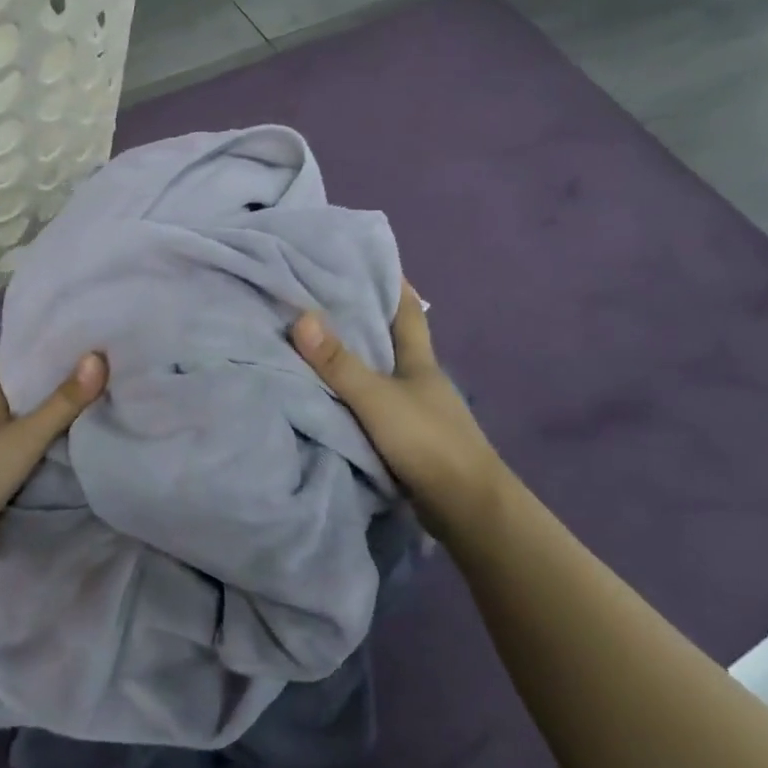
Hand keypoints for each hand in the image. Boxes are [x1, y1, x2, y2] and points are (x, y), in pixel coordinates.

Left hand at [0, 352, 107, 587]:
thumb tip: (99, 356)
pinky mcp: (5, 510)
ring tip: (96, 422)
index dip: (11, 360)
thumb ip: (63, 403)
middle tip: (83, 379)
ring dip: (55, 442)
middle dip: (43, 401)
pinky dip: (57, 481)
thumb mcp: (25, 434)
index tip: (35, 338)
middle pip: (18, 416)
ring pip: (30, 452)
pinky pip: (38, 487)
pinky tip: (83, 474)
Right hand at [291, 282, 507, 542]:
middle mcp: (420, 379)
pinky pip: (375, 405)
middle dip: (366, 318)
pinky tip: (332, 395)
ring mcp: (417, 410)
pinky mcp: (409, 439)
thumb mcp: (376, 398)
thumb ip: (338, 363)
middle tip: (324, 298)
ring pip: (383, 374)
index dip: (393, 284)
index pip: (409, 311)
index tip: (368, 261)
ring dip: (358, 359)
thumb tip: (300, 316)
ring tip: (318, 343)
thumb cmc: (426, 441)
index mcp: (420, 361)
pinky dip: (356, 395)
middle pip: (393, 339)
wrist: (466, 507)